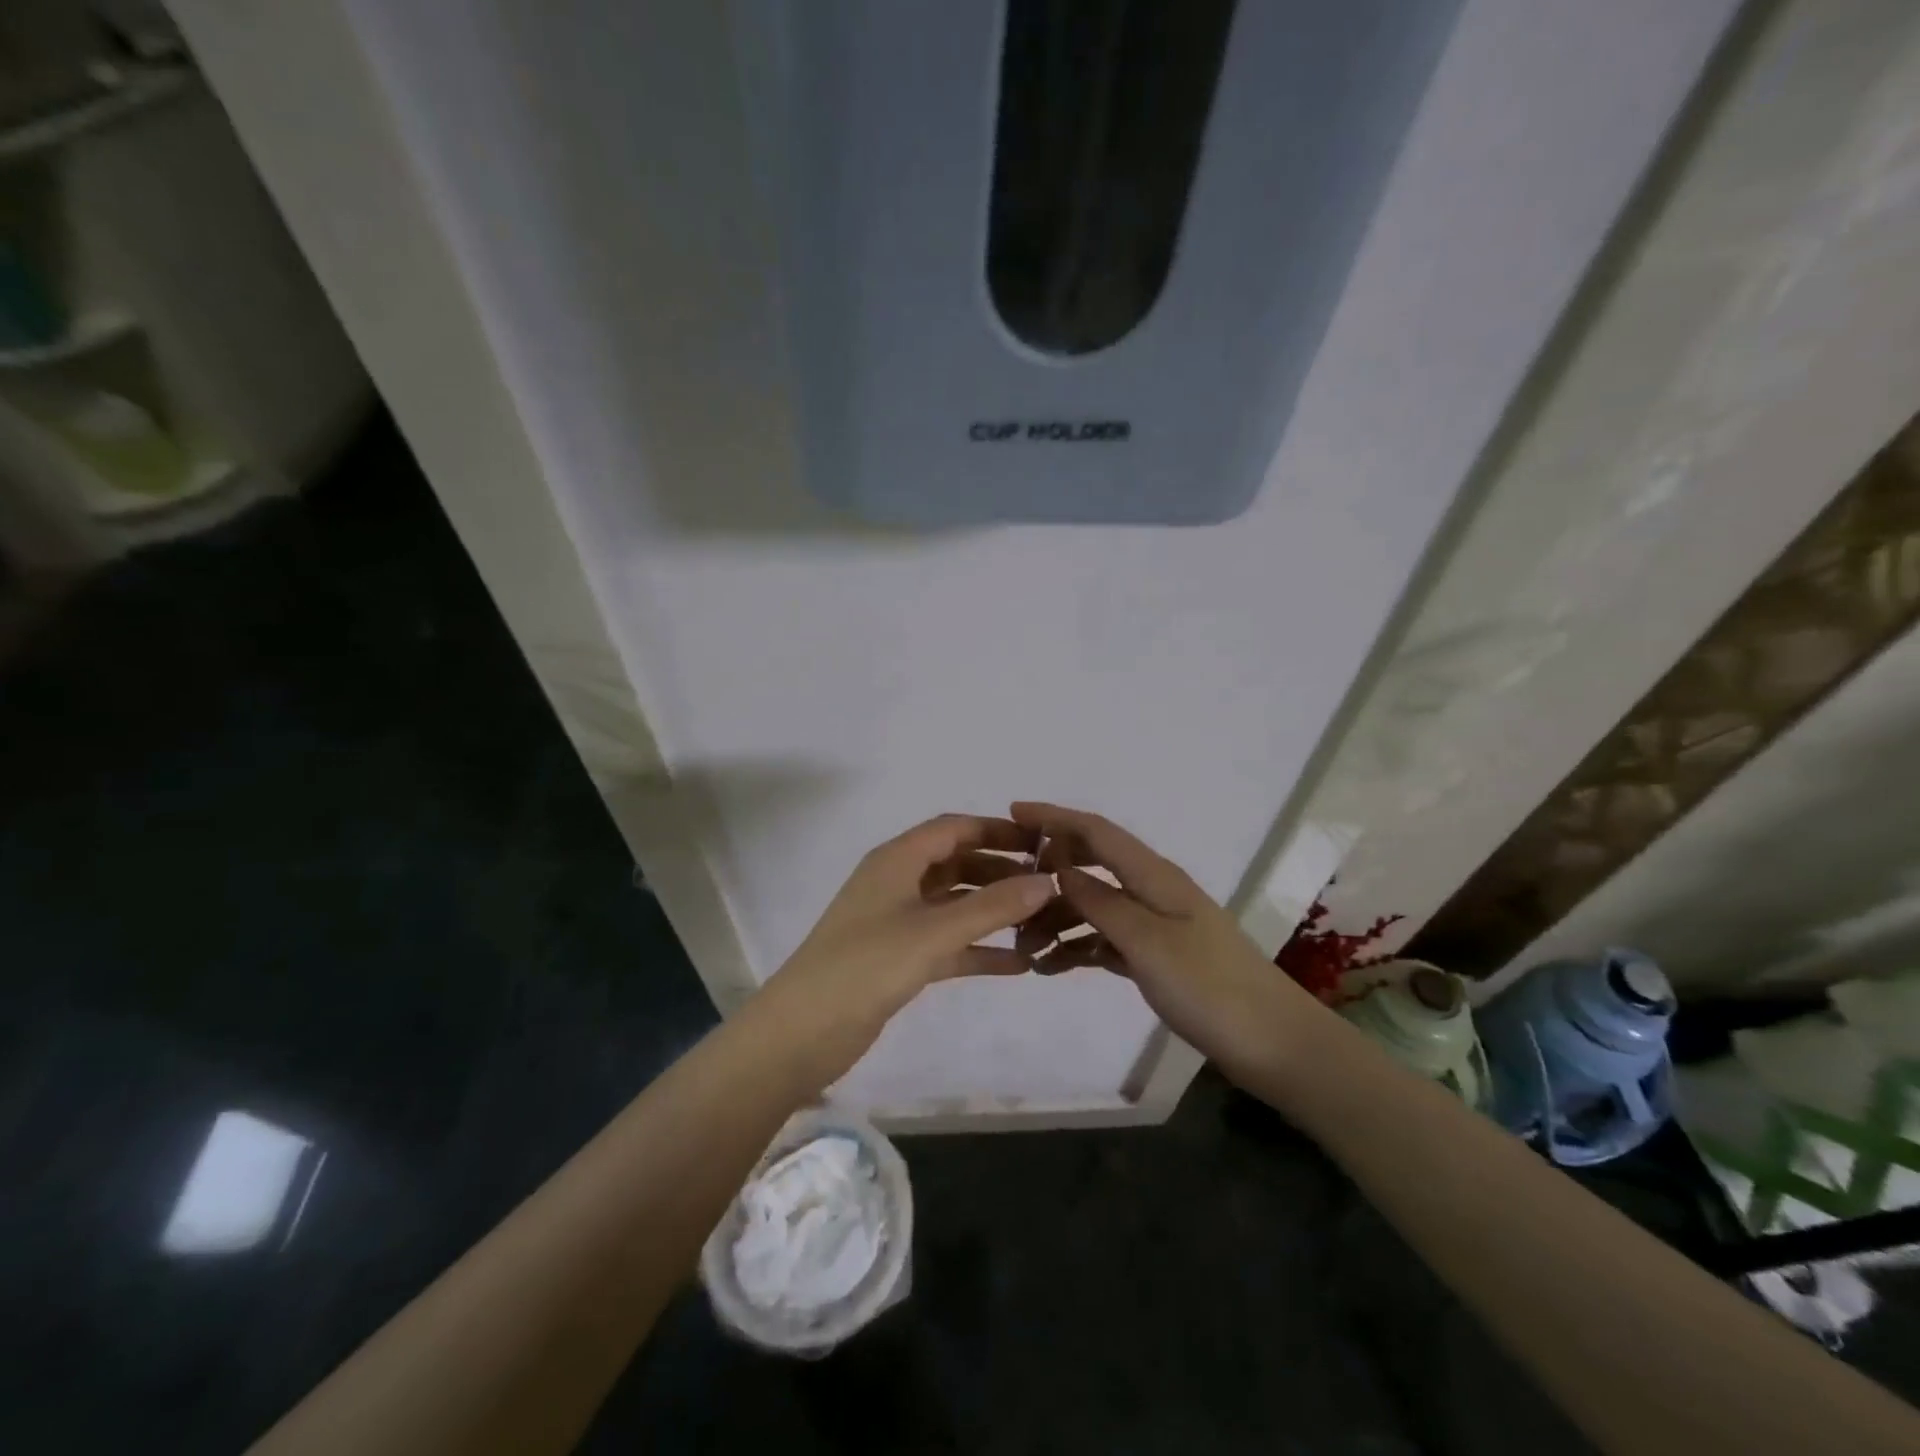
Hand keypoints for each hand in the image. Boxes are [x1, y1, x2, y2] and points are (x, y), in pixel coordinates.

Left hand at [750, 814, 1056, 1085]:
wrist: (800, 1034)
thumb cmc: (865, 967)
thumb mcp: (933, 933)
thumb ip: (992, 907)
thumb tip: (1048, 881)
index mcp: (897, 860)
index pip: (954, 828)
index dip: (997, 831)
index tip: (1042, 843)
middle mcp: (897, 882)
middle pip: (957, 864)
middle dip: (1001, 871)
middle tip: (1050, 885)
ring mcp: (897, 922)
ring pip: (955, 905)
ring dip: (993, 911)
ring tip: (1042, 921)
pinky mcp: (898, 959)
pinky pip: (949, 944)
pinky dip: (979, 949)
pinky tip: (1018, 964)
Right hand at [1009, 802, 1329, 1081]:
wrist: (1274, 1045)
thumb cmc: (1209, 987)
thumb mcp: (1147, 941)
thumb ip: (1100, 902)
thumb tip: (1059, 867)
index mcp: (1155, 876)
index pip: (1097, 832)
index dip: (1055, 818)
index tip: (1012, 812)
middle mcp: (1154, 891)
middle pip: (1092, 866)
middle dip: (1048, 874)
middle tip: (1006, 894)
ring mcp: (1157, 925)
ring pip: (1095, 907)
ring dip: (1058, 920)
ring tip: (1024, 950)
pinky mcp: (1159, 957)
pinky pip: (1107, 940)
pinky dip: (1079, 948)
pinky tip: (1053, 968)